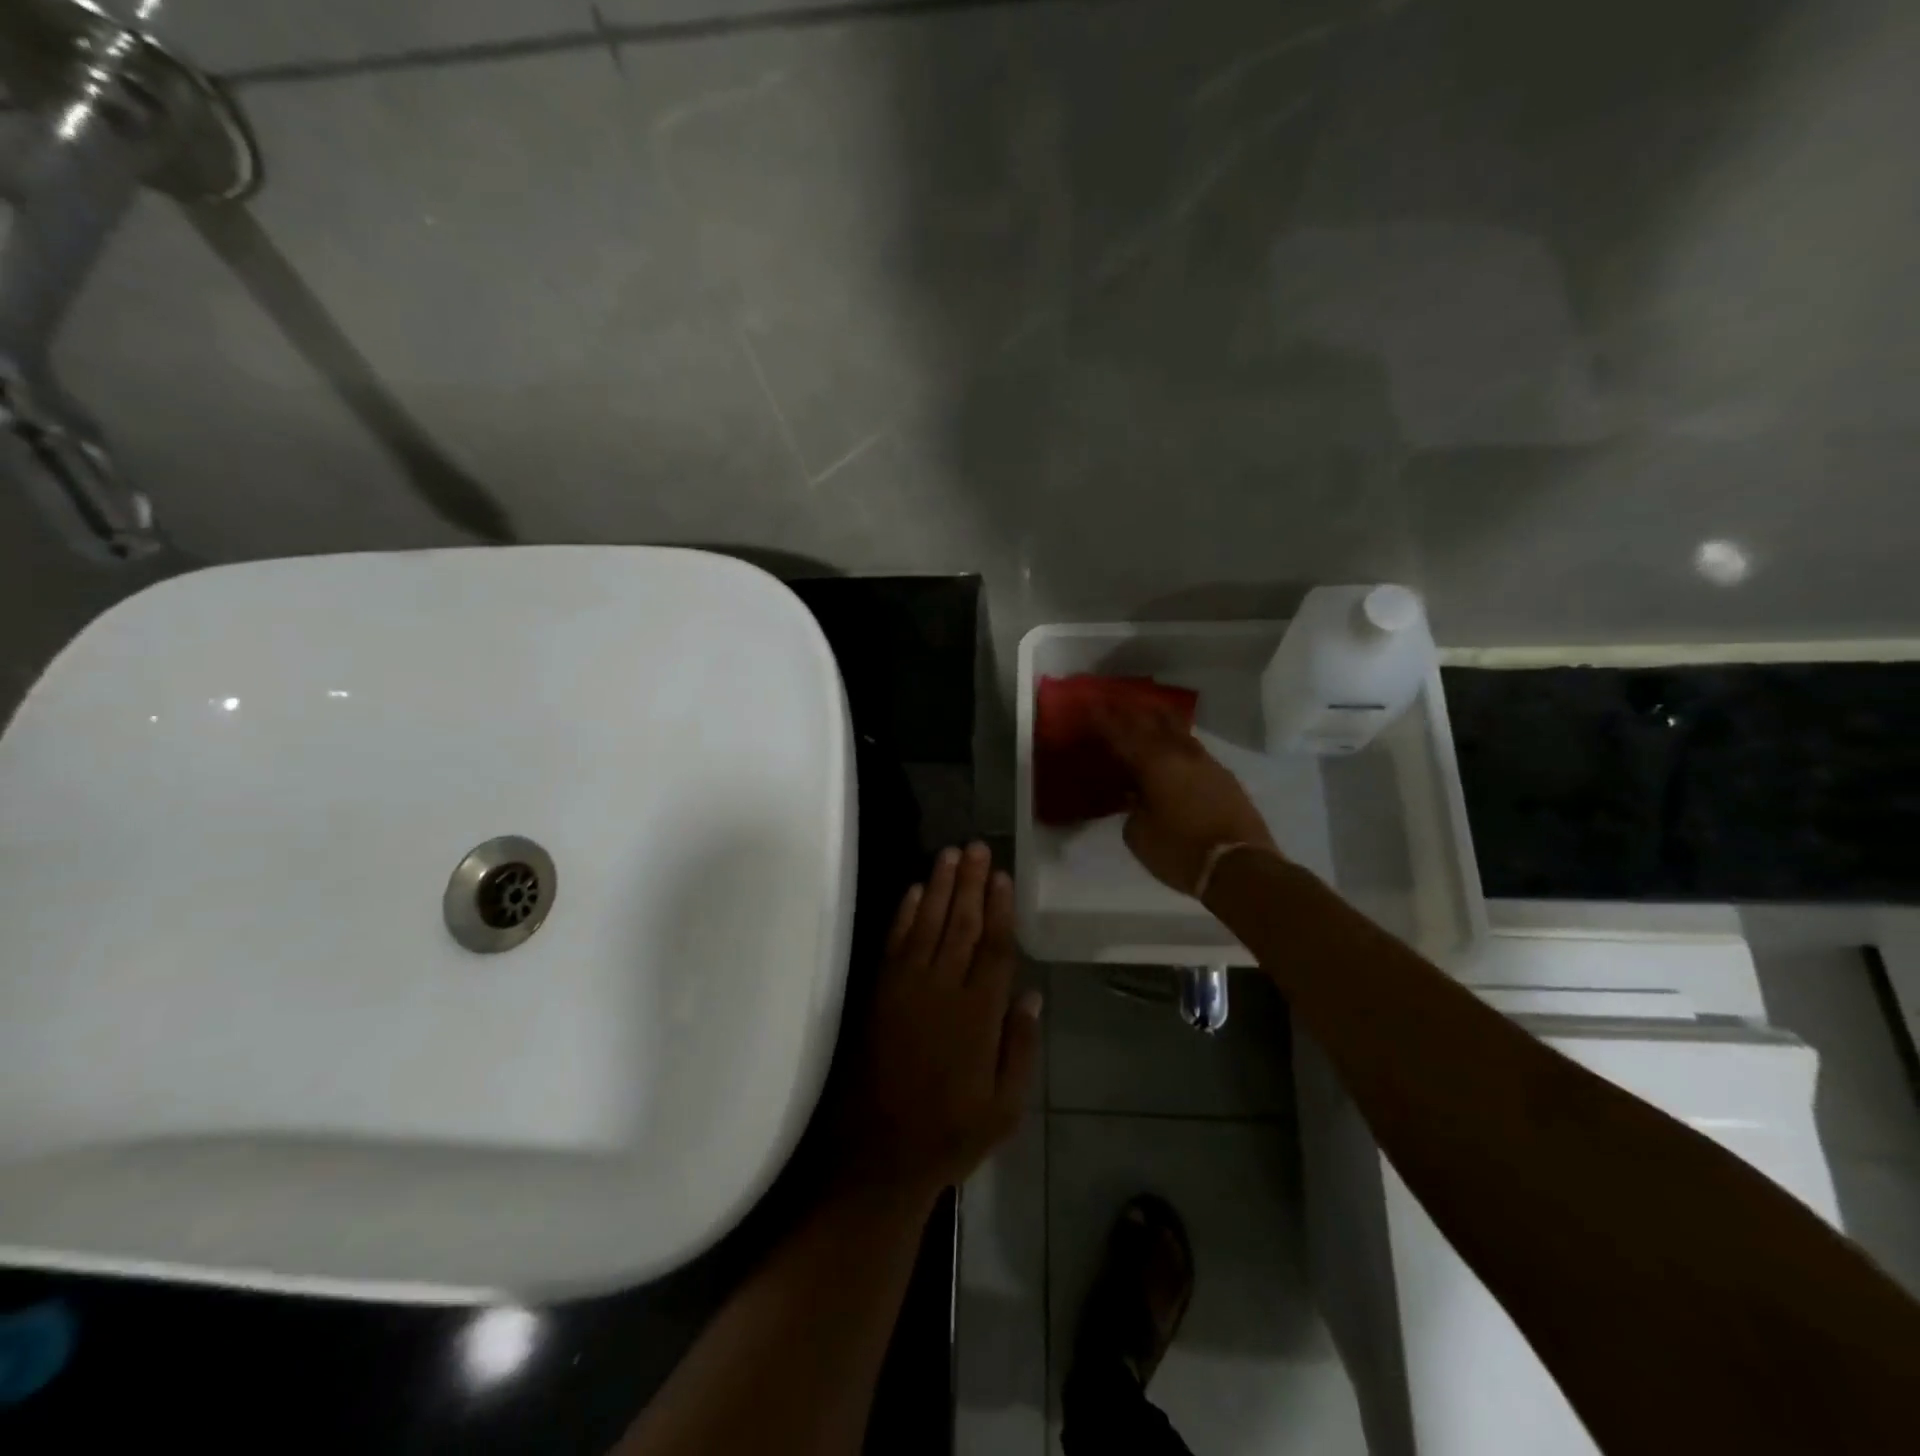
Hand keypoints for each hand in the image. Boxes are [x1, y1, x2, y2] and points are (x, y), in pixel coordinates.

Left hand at [839, 843, 1040, 1202]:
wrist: (879, 1154)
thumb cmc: (951, 1133)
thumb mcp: (1005, 1107)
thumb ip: (1020, 1048)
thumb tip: (1031, 994)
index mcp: (978, 1016)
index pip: (994, 948)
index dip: (1000, 909)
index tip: (1003, 876)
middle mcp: (942, 991)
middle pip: (961, 925)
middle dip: (971, 883)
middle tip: (977, 847)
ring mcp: (906, 988)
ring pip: (928, 925)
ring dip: (940, 887)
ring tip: (951, 854)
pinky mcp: (879, 993)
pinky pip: (894, 943)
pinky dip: (905, 914)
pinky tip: (915, 890)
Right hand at [1093, 702, 1279, 895]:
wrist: (1239, 866)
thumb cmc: (1179, 851)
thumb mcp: (1139, 835)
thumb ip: (1132, 810)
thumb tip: (1137, 798)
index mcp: (1154, 765)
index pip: (1122, 735)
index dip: (1105, 720)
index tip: (1092, 703)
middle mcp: (1180, 755)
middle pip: (1154, 721)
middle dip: (1134, 710)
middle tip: (1118, 700)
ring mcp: (1207, 763)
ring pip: (1179, 731)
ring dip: (1161, 720)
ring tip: (1148, 712)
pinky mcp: (1224, 777)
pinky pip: (1194, 749)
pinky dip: (1179, 741)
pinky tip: (1174, 746)